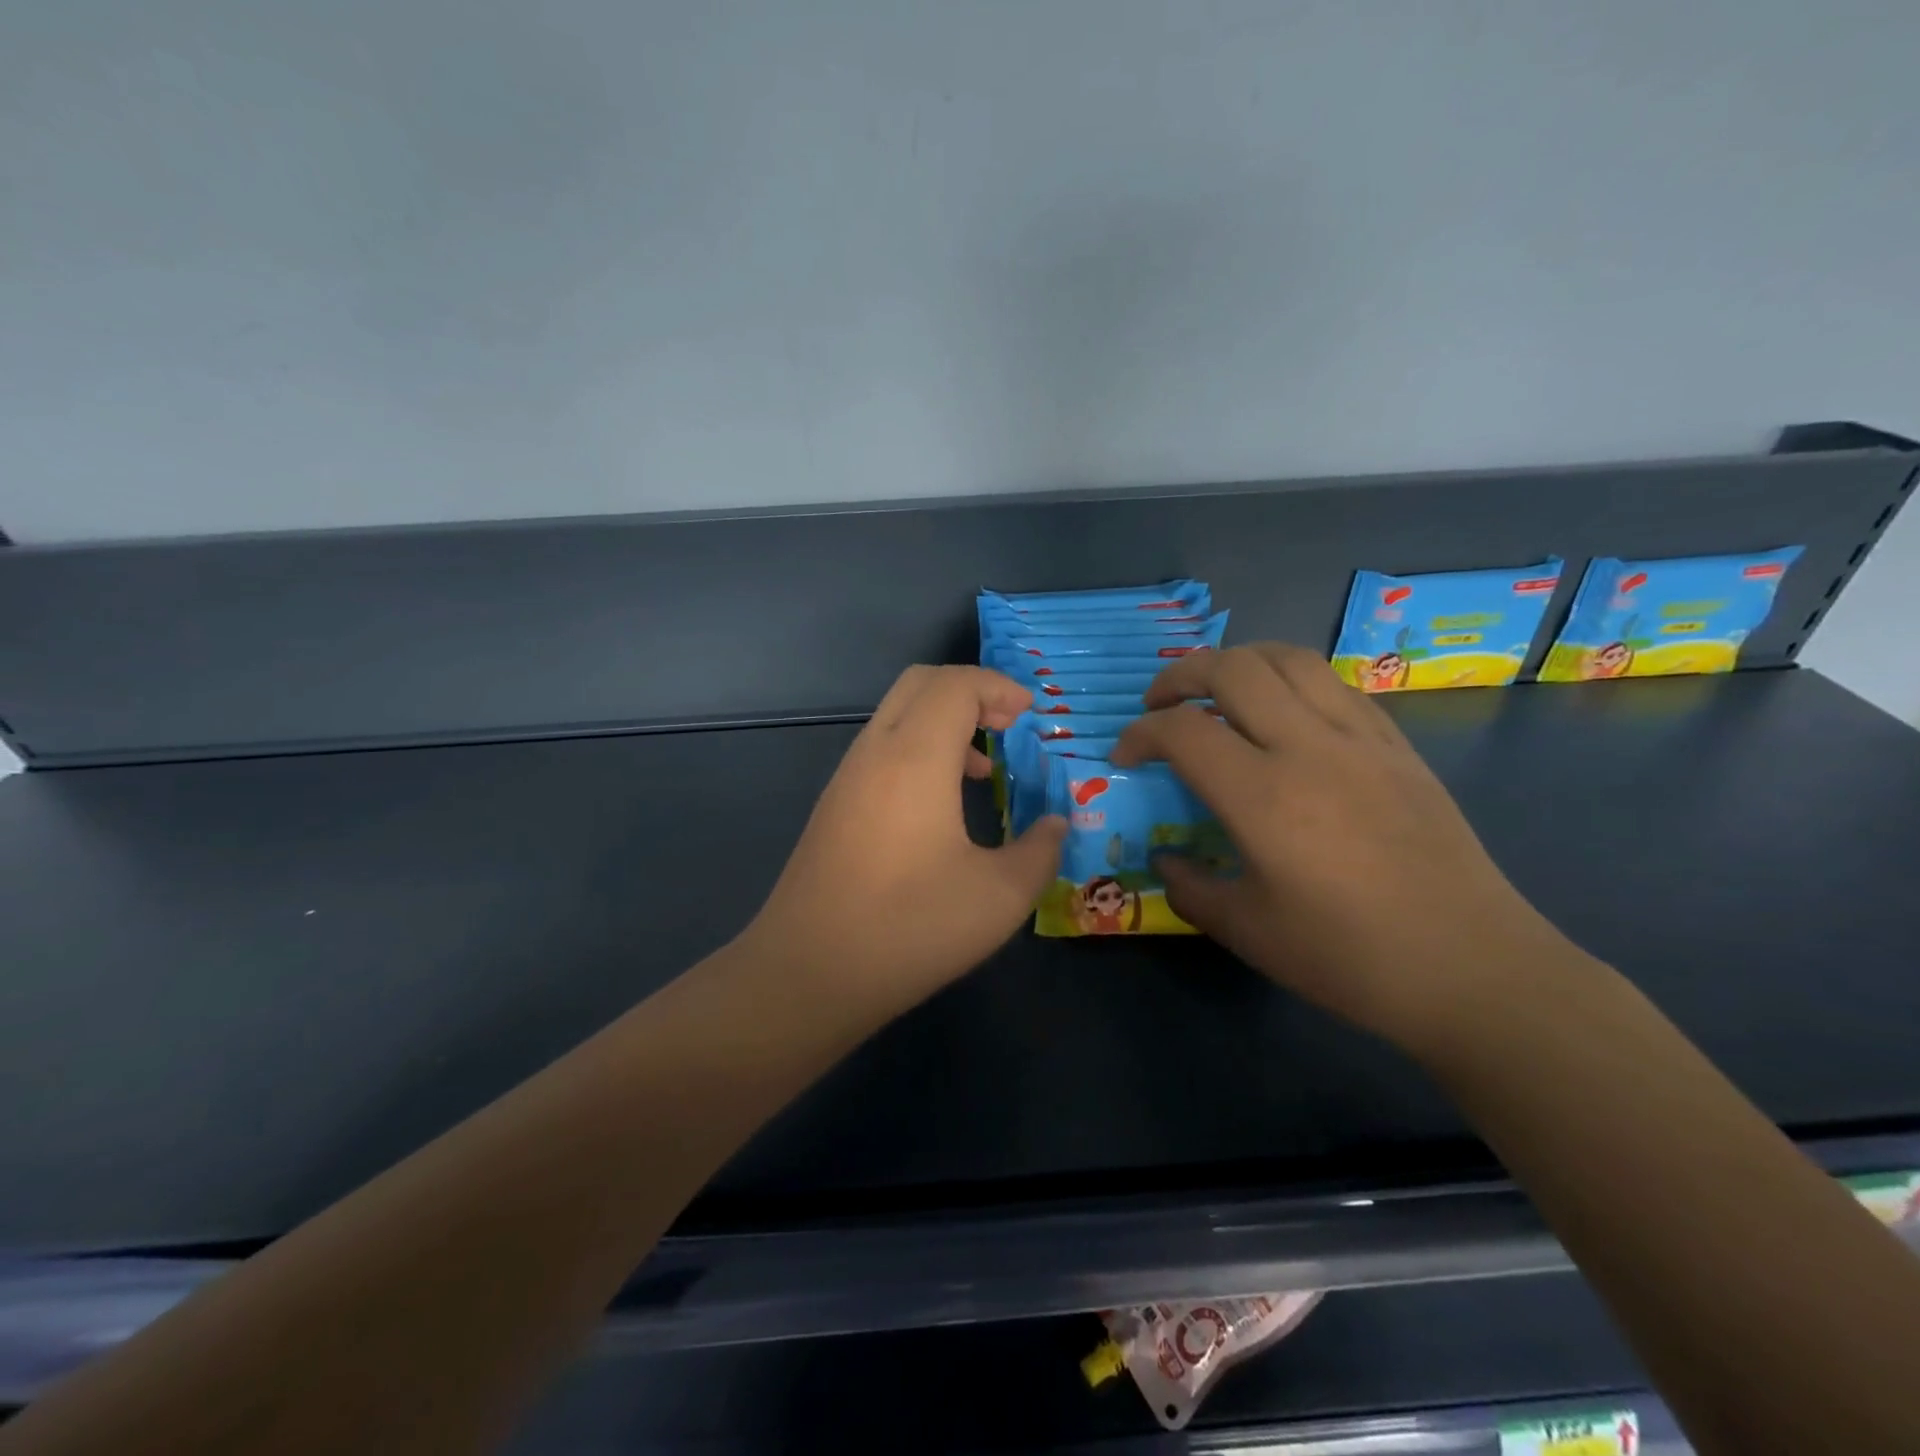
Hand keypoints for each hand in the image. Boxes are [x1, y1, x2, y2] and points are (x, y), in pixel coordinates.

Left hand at [741, 666, 1067, 1015]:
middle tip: (1009, 725)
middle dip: (970, 691)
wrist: (808, 973)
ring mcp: (846, 778)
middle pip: (920, 683)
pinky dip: (918, 749)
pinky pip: (881, 749)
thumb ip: (1040, 851)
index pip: (956, 684)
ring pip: (896, 715)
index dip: (999, 687)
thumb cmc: (909, 928)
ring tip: (982, 770)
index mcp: (915, 757)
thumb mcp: (999, 897)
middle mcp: (874, 752)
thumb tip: (1056, 825)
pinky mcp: (833, 806)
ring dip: (943, 723)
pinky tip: (940, 807)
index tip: (1033, 714)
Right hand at [1112, 644, 1578, 1049]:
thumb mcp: (1247, 932)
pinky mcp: (1396, 745)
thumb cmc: (1349, 958)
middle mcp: (1309, 749)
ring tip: (1215, 691)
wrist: (1472, 968)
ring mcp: (1360, 739)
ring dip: (1237, 662)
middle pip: (1232, 668)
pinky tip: (1281, 713)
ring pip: (1288, 658)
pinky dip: (1289, 679)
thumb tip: (1165, 857)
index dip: (1140, 734)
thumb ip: (1189, 887)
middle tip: (1159, 705)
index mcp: (1264, 797)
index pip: (1182, 731)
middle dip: (1179, 675)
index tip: (1125, 757)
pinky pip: (1333, 683)